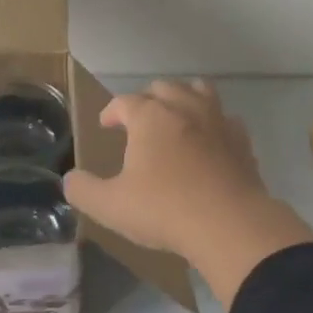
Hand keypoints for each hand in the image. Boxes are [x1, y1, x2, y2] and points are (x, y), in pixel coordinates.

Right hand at [64, 79, 312, 306]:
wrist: (229, 225)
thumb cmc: (164, 210)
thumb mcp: (110, 206)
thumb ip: (83, 190)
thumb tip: (70, 179)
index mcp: (150, 117)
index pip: (124, 102)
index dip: (111, 111)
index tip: (105, 125)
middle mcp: (184, 108)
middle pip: (163, 87)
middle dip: (147, 99)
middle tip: (138, 120)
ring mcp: (218, 121)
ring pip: (200, 91)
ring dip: (184, 98)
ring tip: (176, 116)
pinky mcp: (242, 141)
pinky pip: (226, 119)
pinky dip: (214, 123)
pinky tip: (210, 141)